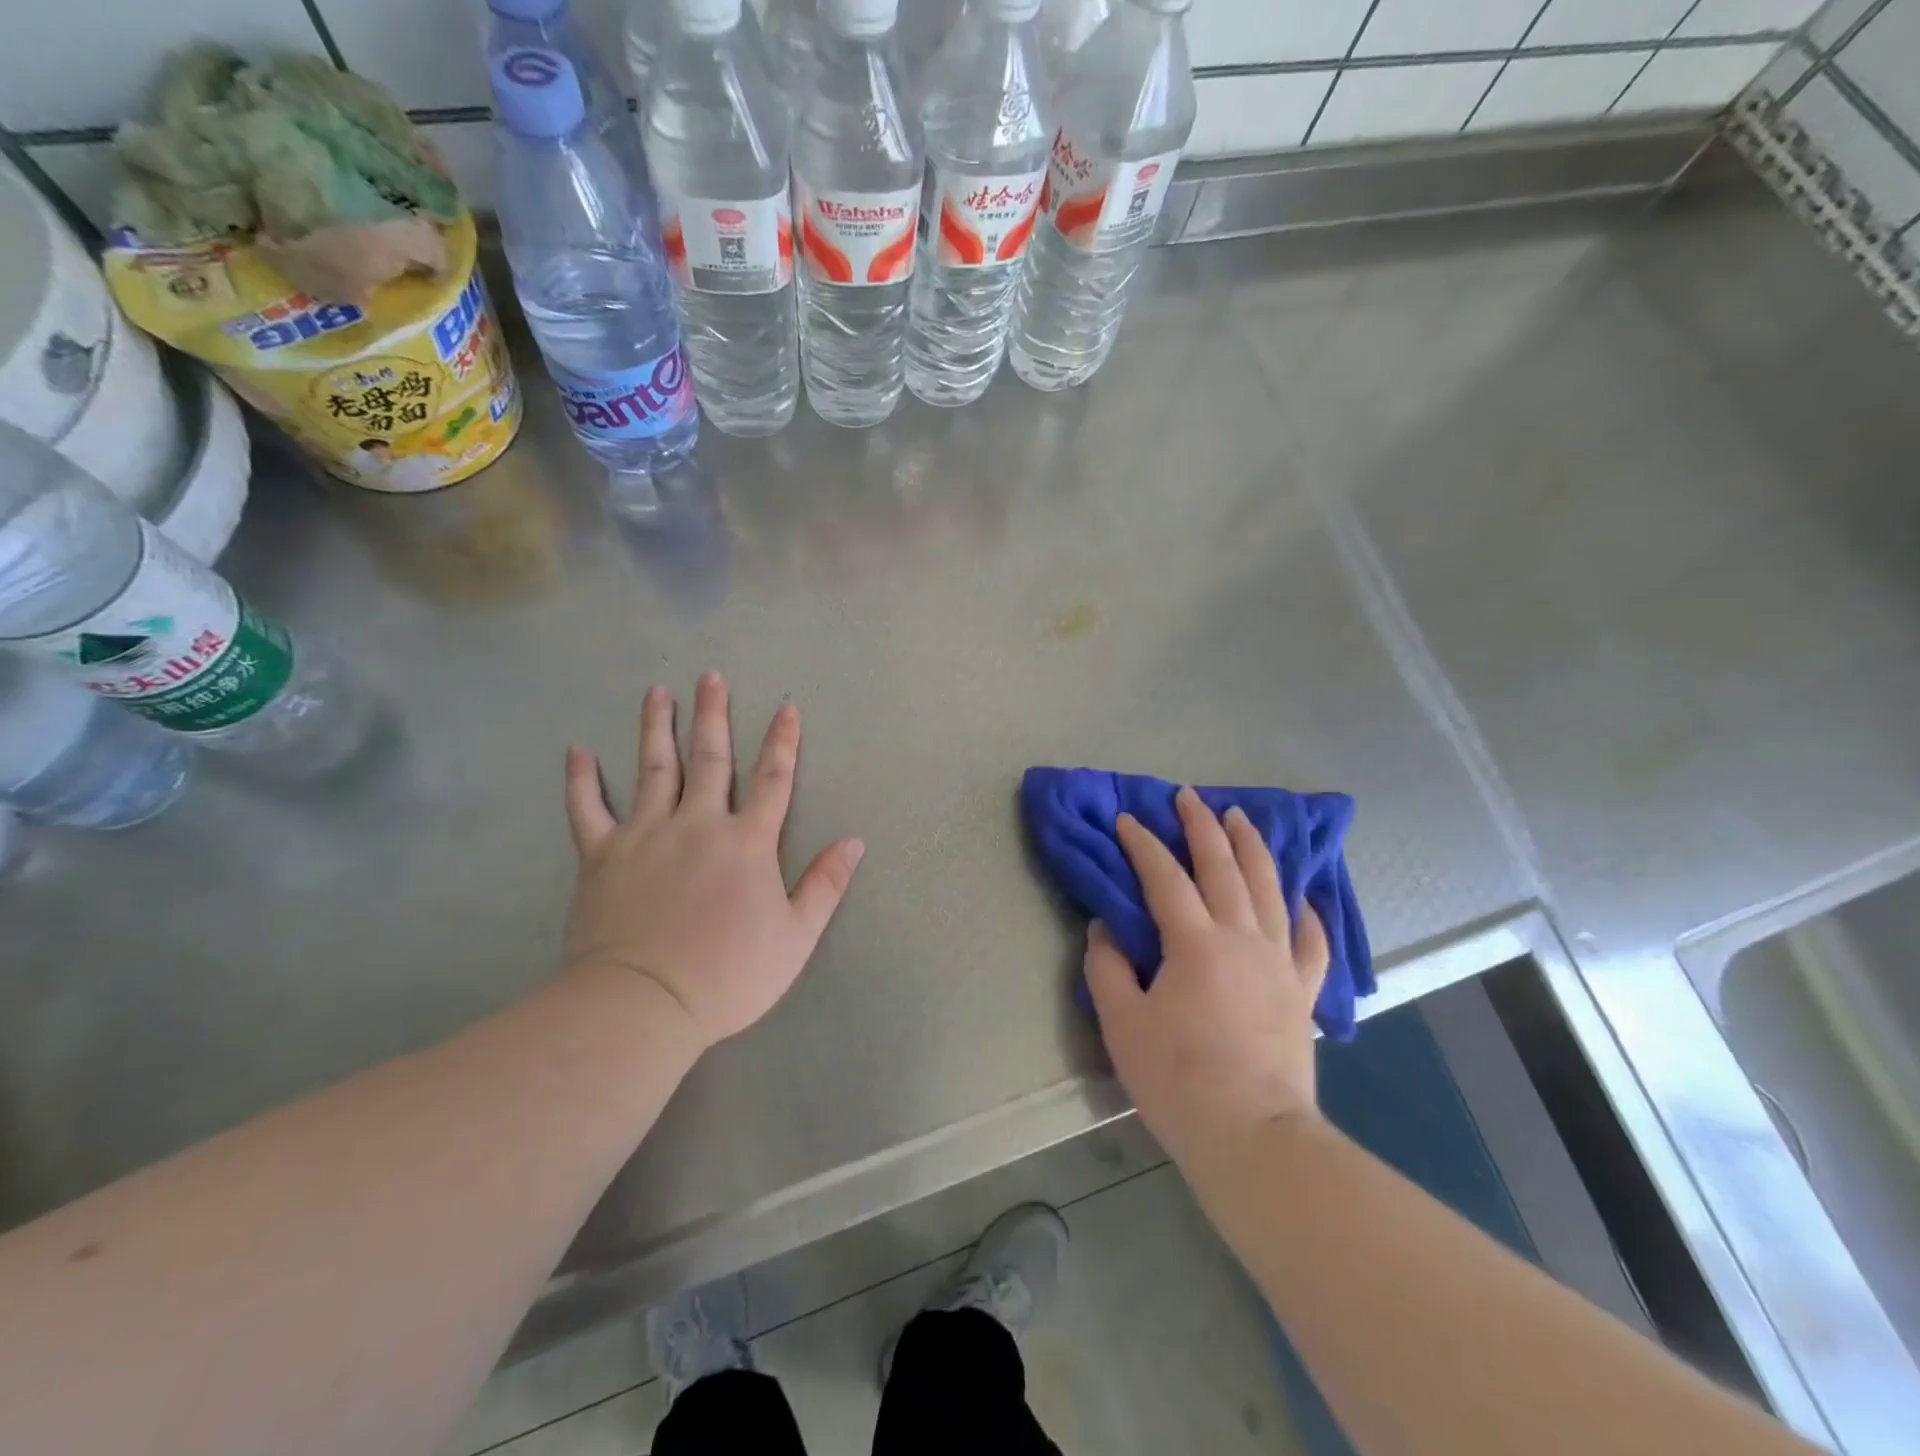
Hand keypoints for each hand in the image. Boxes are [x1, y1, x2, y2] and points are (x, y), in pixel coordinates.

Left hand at [561, 673, 864, 1054]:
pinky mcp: (602, 855)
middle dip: (713, 715)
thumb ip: (825, 885)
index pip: (773, 779)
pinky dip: (582, 779)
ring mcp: (646, 834)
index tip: (786, 708)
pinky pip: (588, 808)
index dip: (783, 742)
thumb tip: (854, 842)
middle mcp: (698, 823)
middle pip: (710, 758)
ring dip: (656, 727)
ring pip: (652, 768)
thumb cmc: (729, 974)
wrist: (645, 1003)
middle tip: (710, 676)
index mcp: (747, 842)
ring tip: (657, 692)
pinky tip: (578, 750)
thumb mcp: (795, 937)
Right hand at [1084, 787, 1329, 1172]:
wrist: (1253, 1136)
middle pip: (1223, 867)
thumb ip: (1108, 967)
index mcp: (1195, 943)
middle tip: (1189, 796)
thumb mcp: (1122, 1023)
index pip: (1164, 877)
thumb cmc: (1179, 1080)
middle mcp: (1242, 938)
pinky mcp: (1302, 990)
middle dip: (1203, 827)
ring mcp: (1279, 962)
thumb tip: (1105, 928)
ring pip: (1269, 888)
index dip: (1143, 844)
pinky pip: (1311, 941)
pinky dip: (1307, 912)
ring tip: (1241, 818)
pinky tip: (1303, 896)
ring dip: (1252, 848)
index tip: (1127, 820)